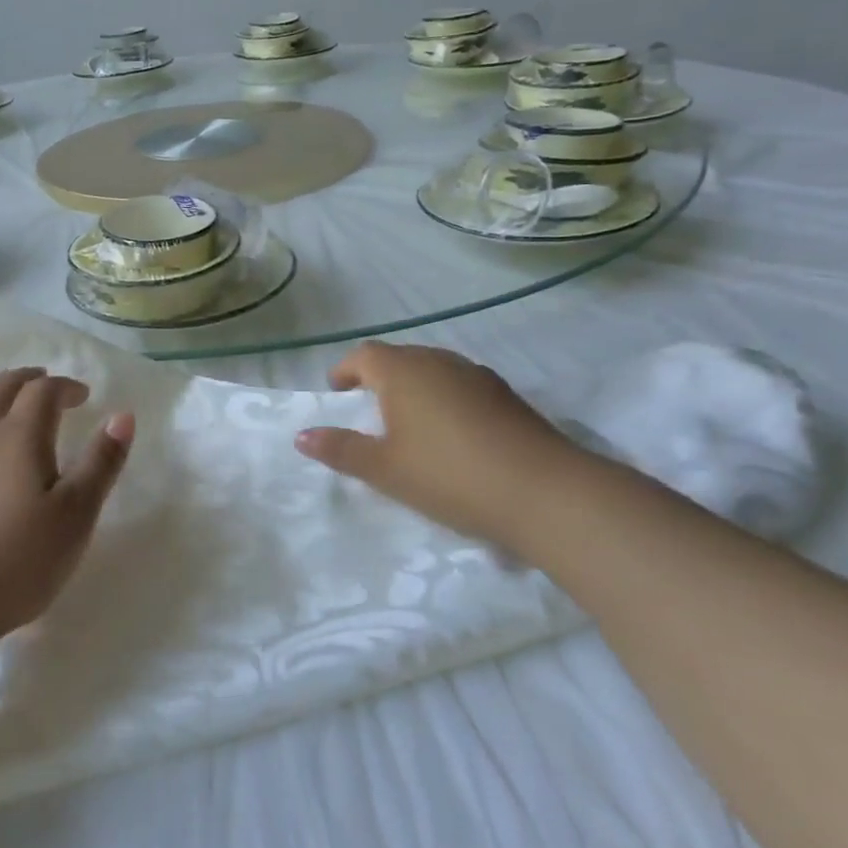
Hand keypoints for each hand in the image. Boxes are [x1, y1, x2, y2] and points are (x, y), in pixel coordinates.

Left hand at [0, 368, 133, 644]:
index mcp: (18, 434)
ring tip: (5, 395)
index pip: (43, 392)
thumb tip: (123, 416)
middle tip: (46, 384)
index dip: (66, 387)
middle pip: (1, 387)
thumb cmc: (15, 561)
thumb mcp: (75, 516)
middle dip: (28, 380)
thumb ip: (101, 463)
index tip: (84, 396)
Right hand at [294, 342, 592, 547]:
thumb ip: (341, 450)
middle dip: (378, 377)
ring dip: (413, 388)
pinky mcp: (506, 396)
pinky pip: (461, 386)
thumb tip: (302, 435)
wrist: (544, 491)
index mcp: (403, 372)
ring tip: (407, 423)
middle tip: (367, 409)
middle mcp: (439, 362)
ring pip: (433, 370)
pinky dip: (444, 399)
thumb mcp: (385, 469)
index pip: (364, 355)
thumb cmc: (448, 475)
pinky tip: (451, 435)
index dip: (345, 370)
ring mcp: (478, 375)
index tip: (336, 392)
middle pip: (399, 358)